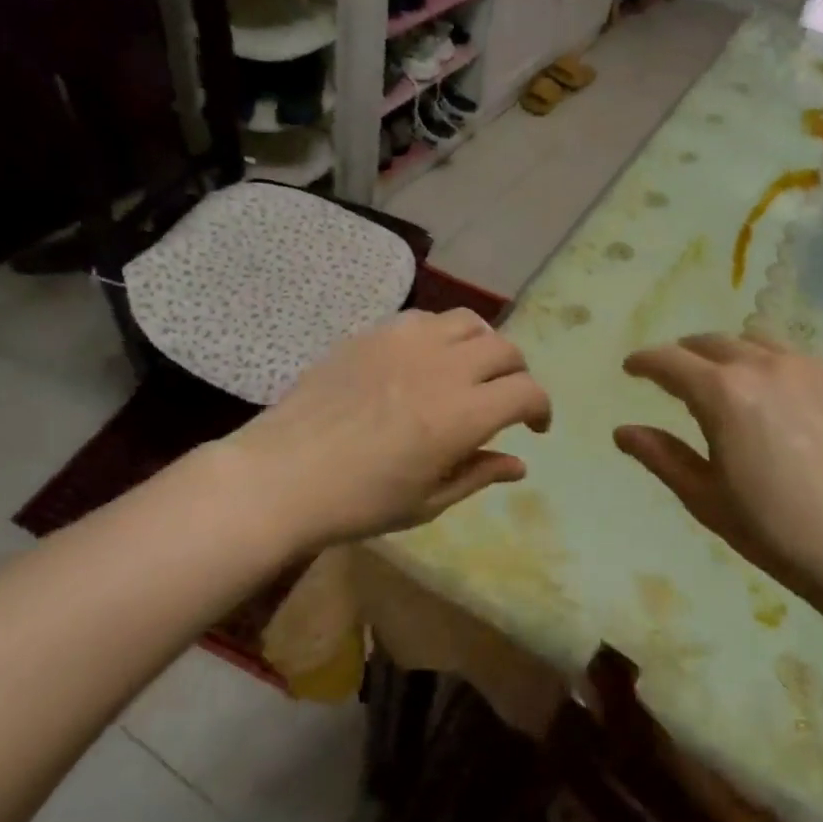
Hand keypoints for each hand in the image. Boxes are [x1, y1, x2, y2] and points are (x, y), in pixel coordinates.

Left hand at [223, 309, 551, 550]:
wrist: (281, 475)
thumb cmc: (357, 502)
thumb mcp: (426, 502)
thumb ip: (478, 474)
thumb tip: (519, 464)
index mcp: (461, 415)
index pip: (526, 391)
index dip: (541, 408)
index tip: (534, 427)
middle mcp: (442, 368)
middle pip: (506, 349)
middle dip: (517, 374)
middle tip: (504, 400)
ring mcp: (405, 343)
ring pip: (469, 322)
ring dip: (483, 345)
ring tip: (470, 370)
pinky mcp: (374, 333)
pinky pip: (425, 318)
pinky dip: (441, 334)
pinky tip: (426, 359)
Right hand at [615, 334, 822, 637]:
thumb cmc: (777, 530)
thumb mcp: (706, 498)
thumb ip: (661, 457)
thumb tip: (622, 432)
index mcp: (722, 392)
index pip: (669, 361)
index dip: (644, 362)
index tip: (631, 368)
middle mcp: (763, 365)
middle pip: (711, 342)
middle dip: (684, 353)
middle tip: (672, 374)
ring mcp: (809, 367)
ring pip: (755, 341)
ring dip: (728, 353)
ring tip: (724, 377)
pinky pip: (794, 356)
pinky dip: (769, 363)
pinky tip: (775, 393)